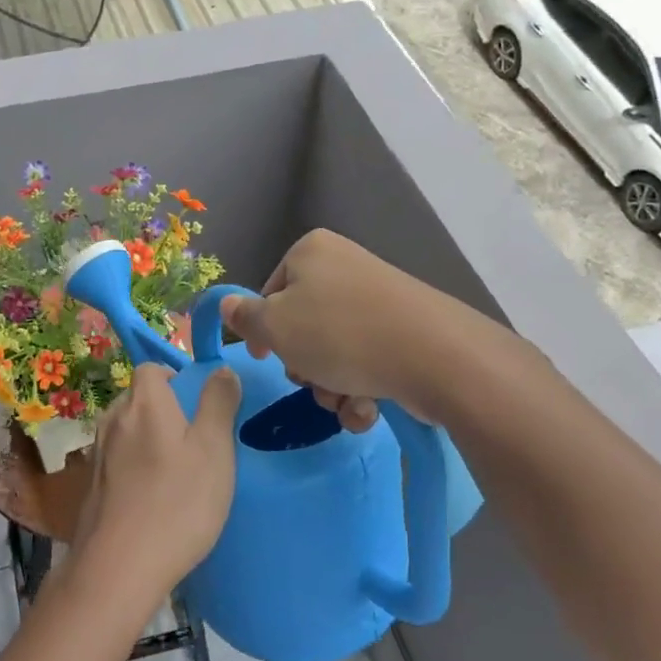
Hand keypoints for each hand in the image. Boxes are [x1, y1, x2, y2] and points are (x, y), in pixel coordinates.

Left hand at [72, 363, 240, 606]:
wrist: (119, 567)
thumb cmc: (177, 502)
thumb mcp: (214, 450)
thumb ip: (219, 404)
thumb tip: (221, 370)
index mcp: (143, 402)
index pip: (151, 368)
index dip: (174, 378)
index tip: (197, 405)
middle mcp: (113, 418)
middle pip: (138, 398)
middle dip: (163, 410)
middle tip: (194, 441)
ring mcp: (98, 453)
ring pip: (127, 430)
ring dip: (148, 440)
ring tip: (176, 471)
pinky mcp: (92, 485)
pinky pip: (117, 460)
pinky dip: (134, 467)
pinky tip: (153, 497)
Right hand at [220, 229, 439, 433]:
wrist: (434, 356)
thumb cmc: (339, 334)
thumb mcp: (275, 327)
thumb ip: (245, 318)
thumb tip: (226, 304)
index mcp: (311, 252)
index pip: (270, 292)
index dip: (265, 331)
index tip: (267, 359)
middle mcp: (345, 266)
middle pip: (303, 324)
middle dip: (304, 364)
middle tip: (312, 380)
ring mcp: (379, 298)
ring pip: (334, 349)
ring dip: (330, 385)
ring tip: (344, 401)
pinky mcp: (407, 330)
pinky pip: (367, 359)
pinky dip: (361, 389)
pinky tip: (368, 408)